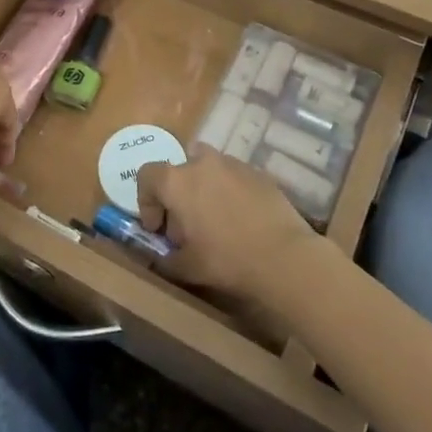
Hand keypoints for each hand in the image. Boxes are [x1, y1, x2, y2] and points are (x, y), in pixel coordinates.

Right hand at [135, 146, 317, 301]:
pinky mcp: (258, 172)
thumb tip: (162, 255)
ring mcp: (232, 164)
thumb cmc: (227, 260)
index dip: (146, 201)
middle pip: (179, 169)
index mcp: (177, 181)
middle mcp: (202, 163)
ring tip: (215, 219)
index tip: (158, 228)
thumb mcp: (187, 268)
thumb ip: (166, 258)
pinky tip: (242, 219)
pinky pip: (234, 176)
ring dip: (204, 188)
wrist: (284, 256)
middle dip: (178, 193)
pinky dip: (230, 191)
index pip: (147, 175)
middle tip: (187, 226)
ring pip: (208, 168)